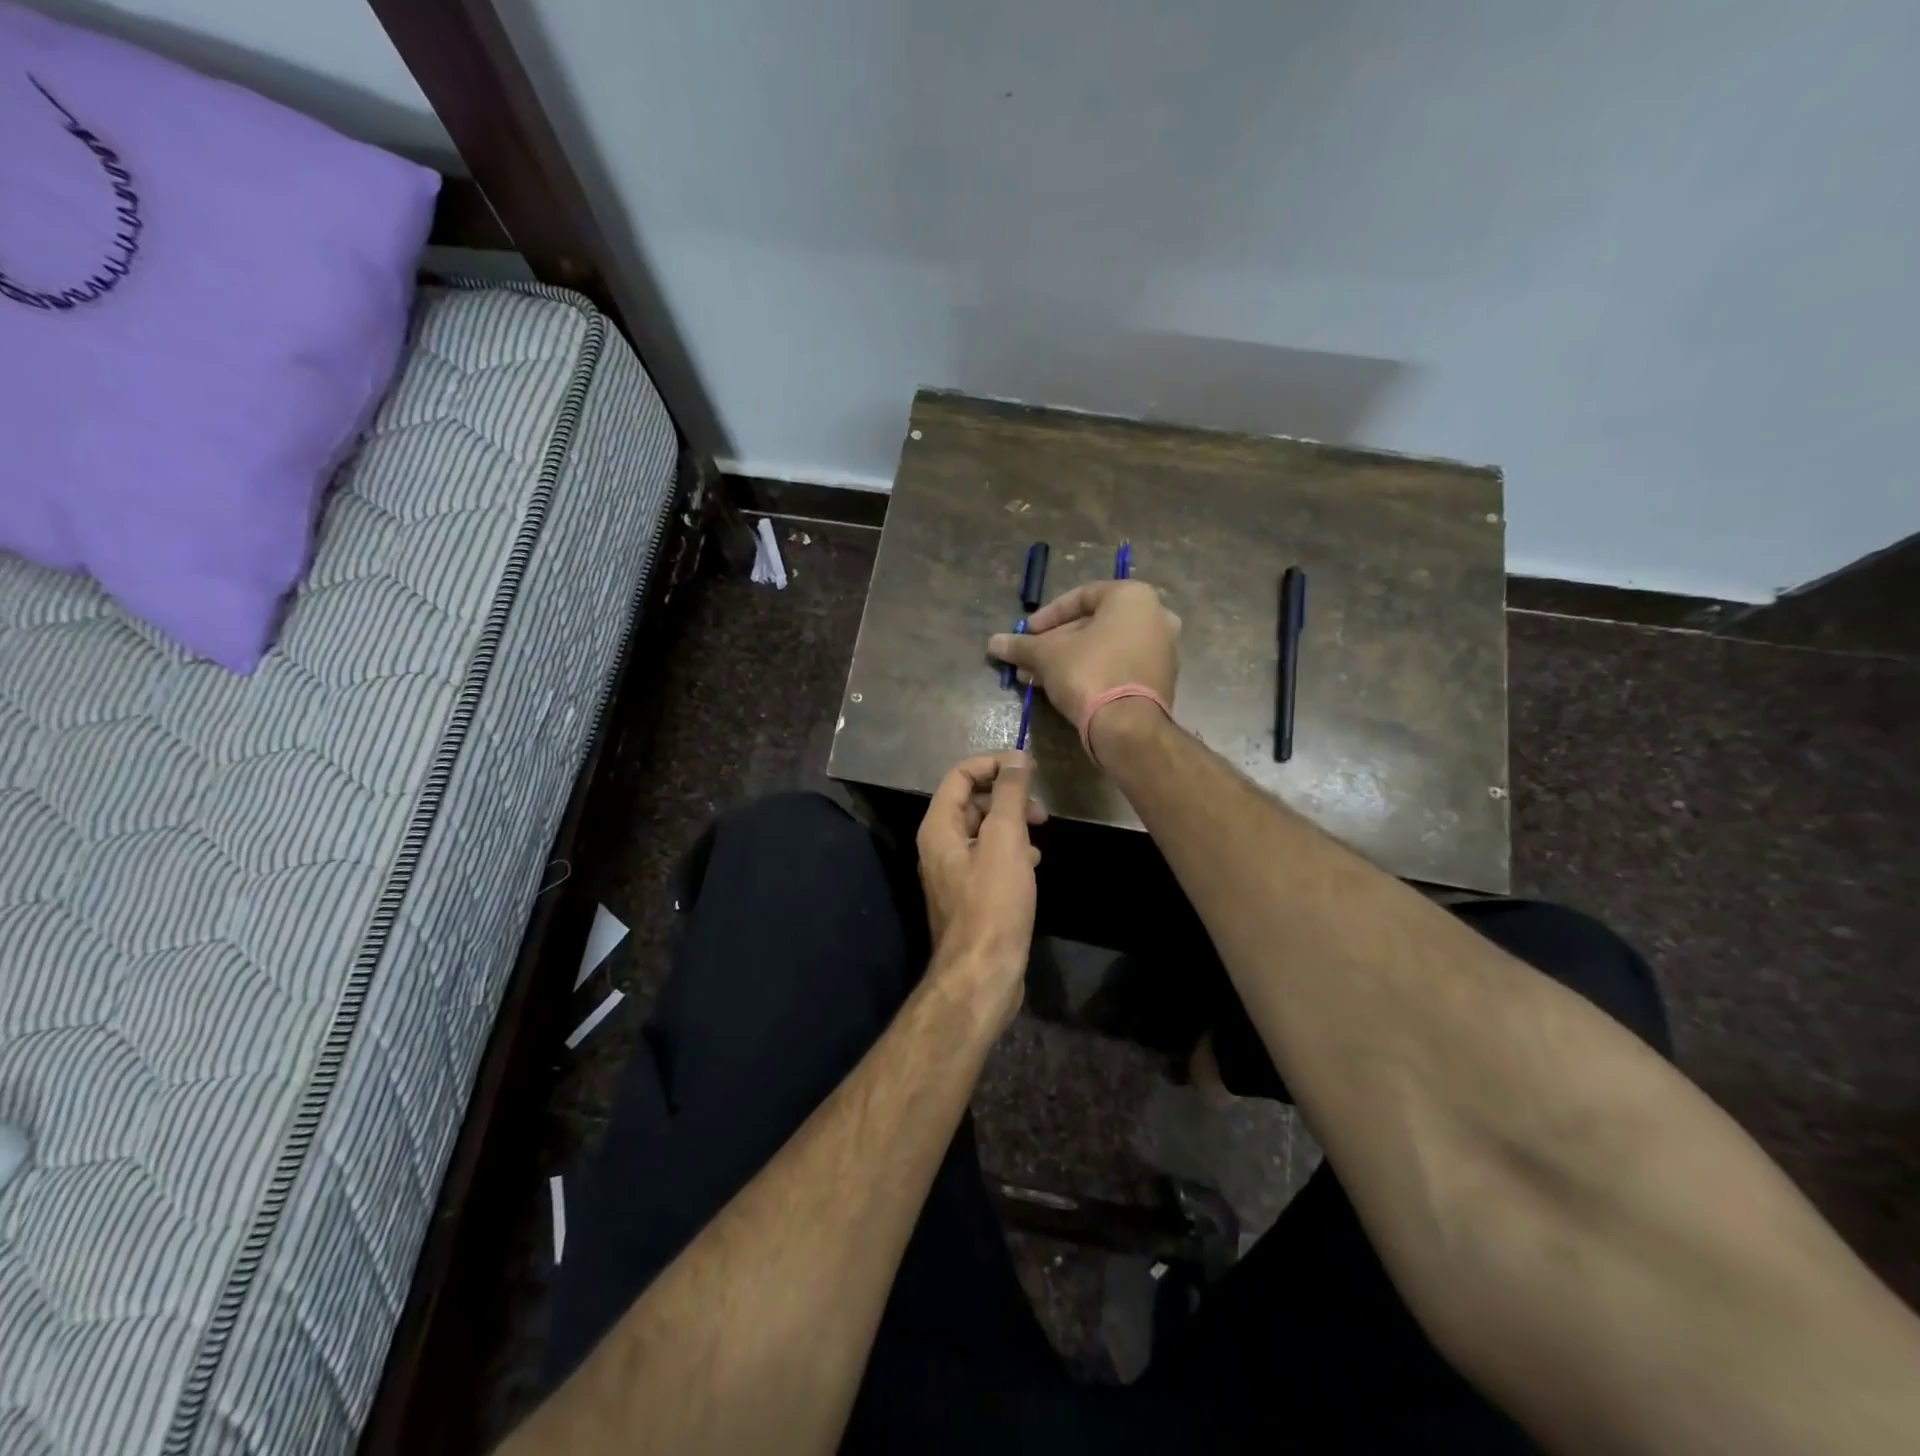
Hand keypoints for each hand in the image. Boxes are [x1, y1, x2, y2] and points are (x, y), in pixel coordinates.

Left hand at [916, 752, 1044, 1032]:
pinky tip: (1033, 863)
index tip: (1029, 768)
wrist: (983, 972)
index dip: (993, 764)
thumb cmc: (993, 903)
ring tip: (1040, 835)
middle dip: (1006, 797)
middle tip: (1039, 811)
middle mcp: (940, 845)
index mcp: (939, 827)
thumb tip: (1016, 758)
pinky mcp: (971, 894)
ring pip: (984, 830)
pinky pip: (990, 857)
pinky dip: (1012, 850)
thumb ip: (1009, 795)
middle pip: (972, 801)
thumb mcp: (1005, 841)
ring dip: (1012, 824)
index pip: (960, 775)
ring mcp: (954, 871)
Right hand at [988, 580, 1179, 753]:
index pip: (1081, 596)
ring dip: (1069, 660)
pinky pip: (1119, 666)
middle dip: (1056, 643)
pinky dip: (1092, 672)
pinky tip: (1062, 688)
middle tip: (1029, 658)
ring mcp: (1162, 650)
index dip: (1048, 615)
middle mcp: (1156, 616)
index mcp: (1133, 597)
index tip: (1026, 633)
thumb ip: (1022, 645)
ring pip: (1105, 648)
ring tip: (1036, 677)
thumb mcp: (1047, 655)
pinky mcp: (1160, 680)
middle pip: (1093, 625)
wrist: (1128, 726)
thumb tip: (994, 643)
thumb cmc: (1089, 673)